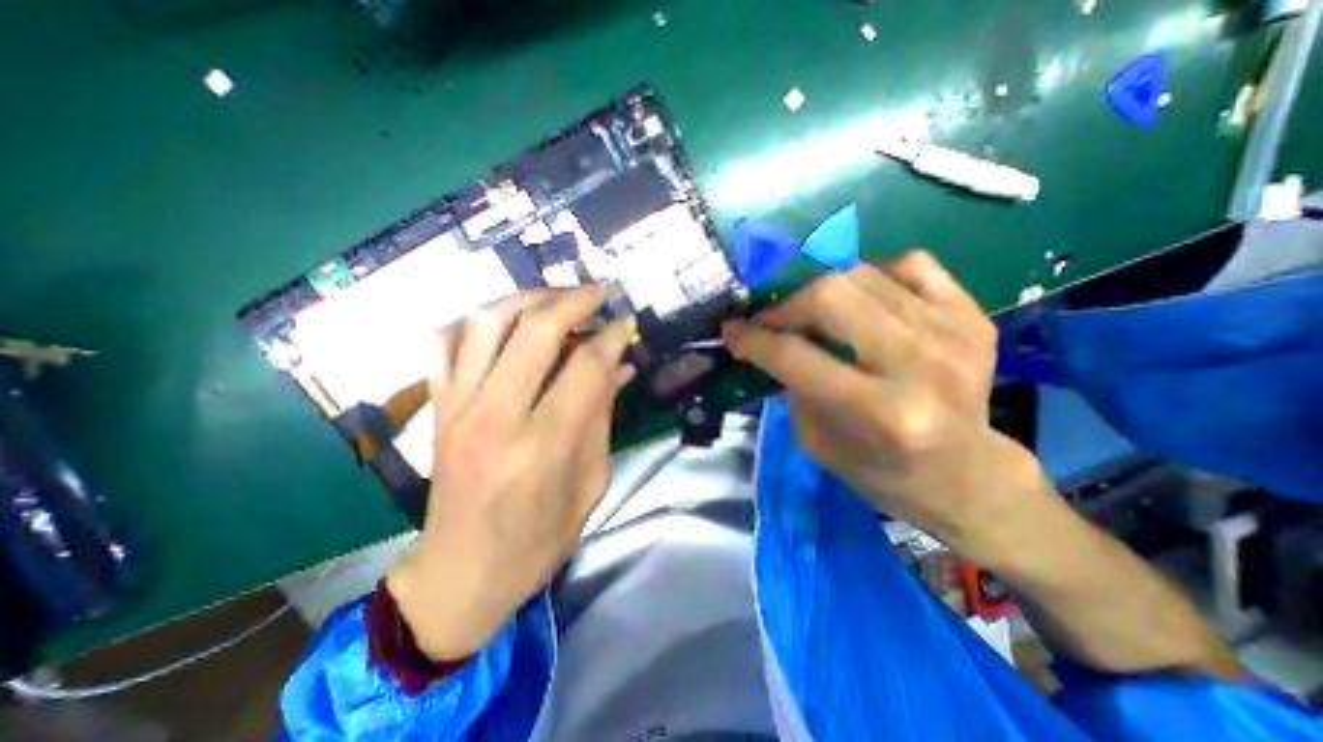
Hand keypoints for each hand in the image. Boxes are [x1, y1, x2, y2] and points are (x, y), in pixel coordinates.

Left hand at [389, 284, 633, 659]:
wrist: (459, 576)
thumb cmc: (536, 543)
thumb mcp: (589, 486)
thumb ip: (602, 419)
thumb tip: (620, 368)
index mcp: (542, 446)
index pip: (584, 367)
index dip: (611, 338)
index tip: (626, 323)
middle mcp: (494, 417)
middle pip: (534, 330)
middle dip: (573, 300)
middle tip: (598, 292)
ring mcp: (457, 408)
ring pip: (485, 323)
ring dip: (526, 299)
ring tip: (556, 297)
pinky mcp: (437, 409)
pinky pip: (444, 344)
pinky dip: (475, 323)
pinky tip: (503, 323)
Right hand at [723, 249, 1054, 560]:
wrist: (967, 474)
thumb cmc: (883, 472)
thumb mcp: (818, 444)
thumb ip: (792, 387)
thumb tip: (770, 343)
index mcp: (879, 412)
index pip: (795, 356)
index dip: (753, 339)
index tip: (731, 331)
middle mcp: (918, 365)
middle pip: (830, 296)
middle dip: (785, 306)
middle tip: (771, 322)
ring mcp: (952, 333)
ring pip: (861, 274)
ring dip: (820, 291)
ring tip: (810, 313)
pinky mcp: (971, 316)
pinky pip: (909, 264)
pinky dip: (872, 273)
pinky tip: (862, 299)